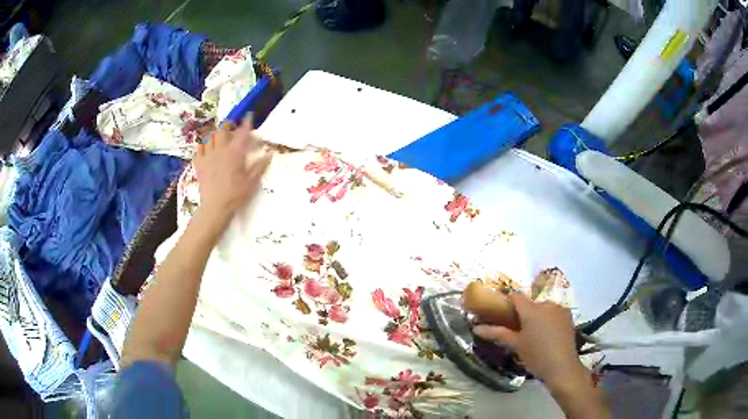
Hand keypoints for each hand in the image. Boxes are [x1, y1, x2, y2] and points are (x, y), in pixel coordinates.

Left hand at [194, 118, 271, 223]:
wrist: (215, 207)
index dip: (246, 123)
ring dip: (215, 133)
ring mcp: (208, 156)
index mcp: (235, 153)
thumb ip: (260, 165)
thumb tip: (269, 153)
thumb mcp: (252, 182)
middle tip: (232, 126)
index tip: (248, 115)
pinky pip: (199, 148)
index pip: (242, 133)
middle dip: (228, 124)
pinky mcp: (199, 164)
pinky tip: (206, 146)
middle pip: (222, 130)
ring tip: (219, 135)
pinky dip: (203, 144)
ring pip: (210, 137)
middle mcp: (221, 150)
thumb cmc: (236, 195)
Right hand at [473, 292, 586, 390]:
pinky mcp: (568, 315)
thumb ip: (497, 333)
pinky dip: (549, 319)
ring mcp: (559, 309)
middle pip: (530, 304)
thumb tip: (476, 328)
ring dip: (538, 316)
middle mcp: (546, 304)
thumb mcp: (516, 345)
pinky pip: (554, 312)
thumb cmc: (535, 356)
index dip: (508, 301)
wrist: (562, 366)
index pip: (516, 296)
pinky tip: (549, 335)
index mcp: (531, 310)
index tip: (502, 311)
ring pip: (543, 308)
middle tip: (520, 331)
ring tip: (536, 335)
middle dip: (524, 314)